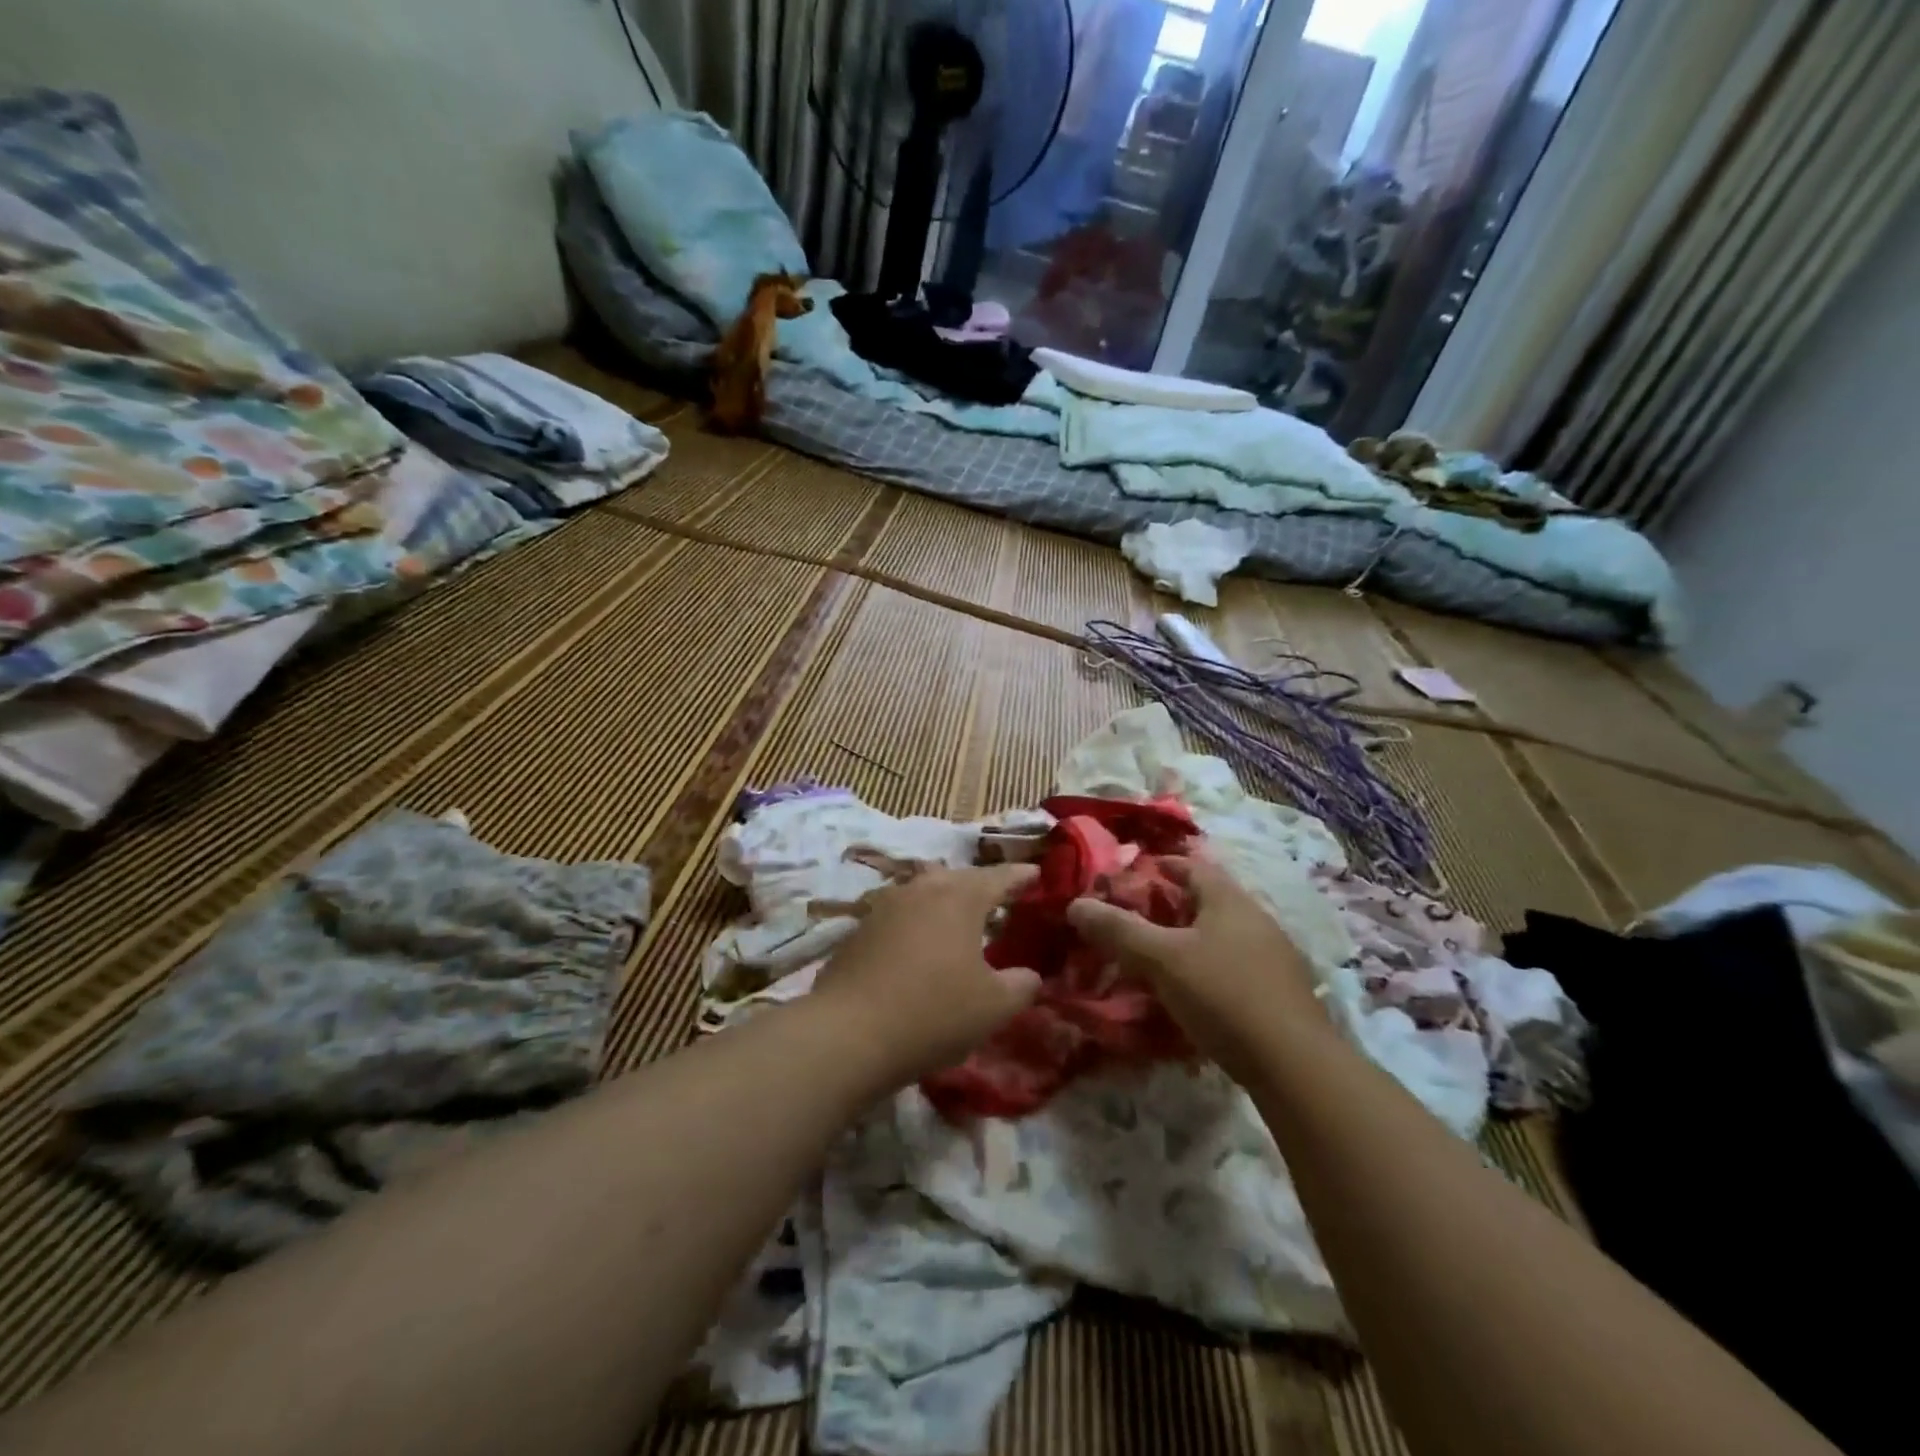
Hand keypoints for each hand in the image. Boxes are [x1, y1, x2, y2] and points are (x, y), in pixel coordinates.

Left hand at [809, 864, 1041, 1087]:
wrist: (849, 1033)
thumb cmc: (933, 1012)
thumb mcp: (993, 1006)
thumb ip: (1020, 985)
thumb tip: (1029, 975)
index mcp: (960, 897)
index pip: (999, 877)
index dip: (1020, 875)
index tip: (1036, 873)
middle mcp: (922, 889)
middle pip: (958, 878)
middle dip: (981, 885)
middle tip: (1000, 897)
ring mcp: (885, 905)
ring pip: (925, 891)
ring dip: (945, 901)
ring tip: (959, 918)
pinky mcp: (859, 929)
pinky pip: (900, 914)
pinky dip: (918, 922)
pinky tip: (919, 944)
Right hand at [1067, 855, 1326, 1081]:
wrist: (1295, 1064)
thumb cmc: (1223, 994)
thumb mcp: (1161, 959)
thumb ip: (1118, 930)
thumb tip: (1076, 904)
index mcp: (1228, 899)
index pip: (1191, 865)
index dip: (1159, 866)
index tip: (1129, 877)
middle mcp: (1255, 917)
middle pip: (1206, 900)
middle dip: (1170, 905)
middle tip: (1134, 920)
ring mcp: (1273, 955)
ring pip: (1220, 934)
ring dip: (1189, 939)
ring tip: (1156, 957)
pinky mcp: (1279, 990)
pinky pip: (1234, 964)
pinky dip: (1207, 967)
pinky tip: (1192, 992)